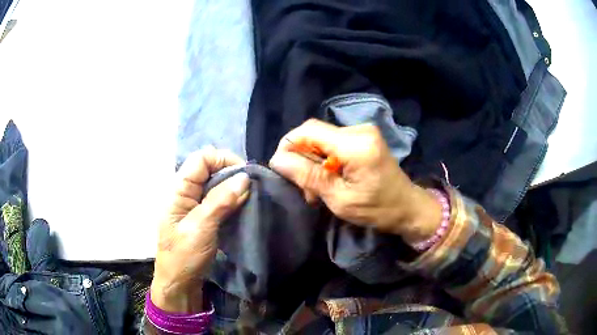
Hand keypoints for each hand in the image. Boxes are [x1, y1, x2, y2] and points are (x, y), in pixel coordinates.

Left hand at [151, 146, 249, 312]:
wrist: (179, 284)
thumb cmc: (184, 257)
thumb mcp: (201, 228)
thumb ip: (221, 201)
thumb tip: (245, 177)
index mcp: (179, 190)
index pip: (201, 159)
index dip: (223, 159)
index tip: (245, 175)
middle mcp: (186, 193)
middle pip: (210, 169)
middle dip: (232, 174)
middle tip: (252, 188)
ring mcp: (195, 205)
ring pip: (216, 185)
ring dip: (234, 188)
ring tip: (251, 198)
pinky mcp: (203, 217)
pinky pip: (219, 200)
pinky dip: (232, 200)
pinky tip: (244, 207)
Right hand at [269, 119, 441, 244]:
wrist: (407, 207)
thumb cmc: (377, 209)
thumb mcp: (339, 199)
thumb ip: (308, 176)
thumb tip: (277, 160)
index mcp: (356, 144)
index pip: (309, 130)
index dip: (289, 145)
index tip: (281, 169)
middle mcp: (359, 129)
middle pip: (314, 134)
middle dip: (303, 160)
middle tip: (306, 190)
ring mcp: (363, 131)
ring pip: (322, 140)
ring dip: (314, 163)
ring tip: (317, 190)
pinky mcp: (364, 137)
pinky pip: (333, 143)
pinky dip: (326, 161)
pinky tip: (329, 180)